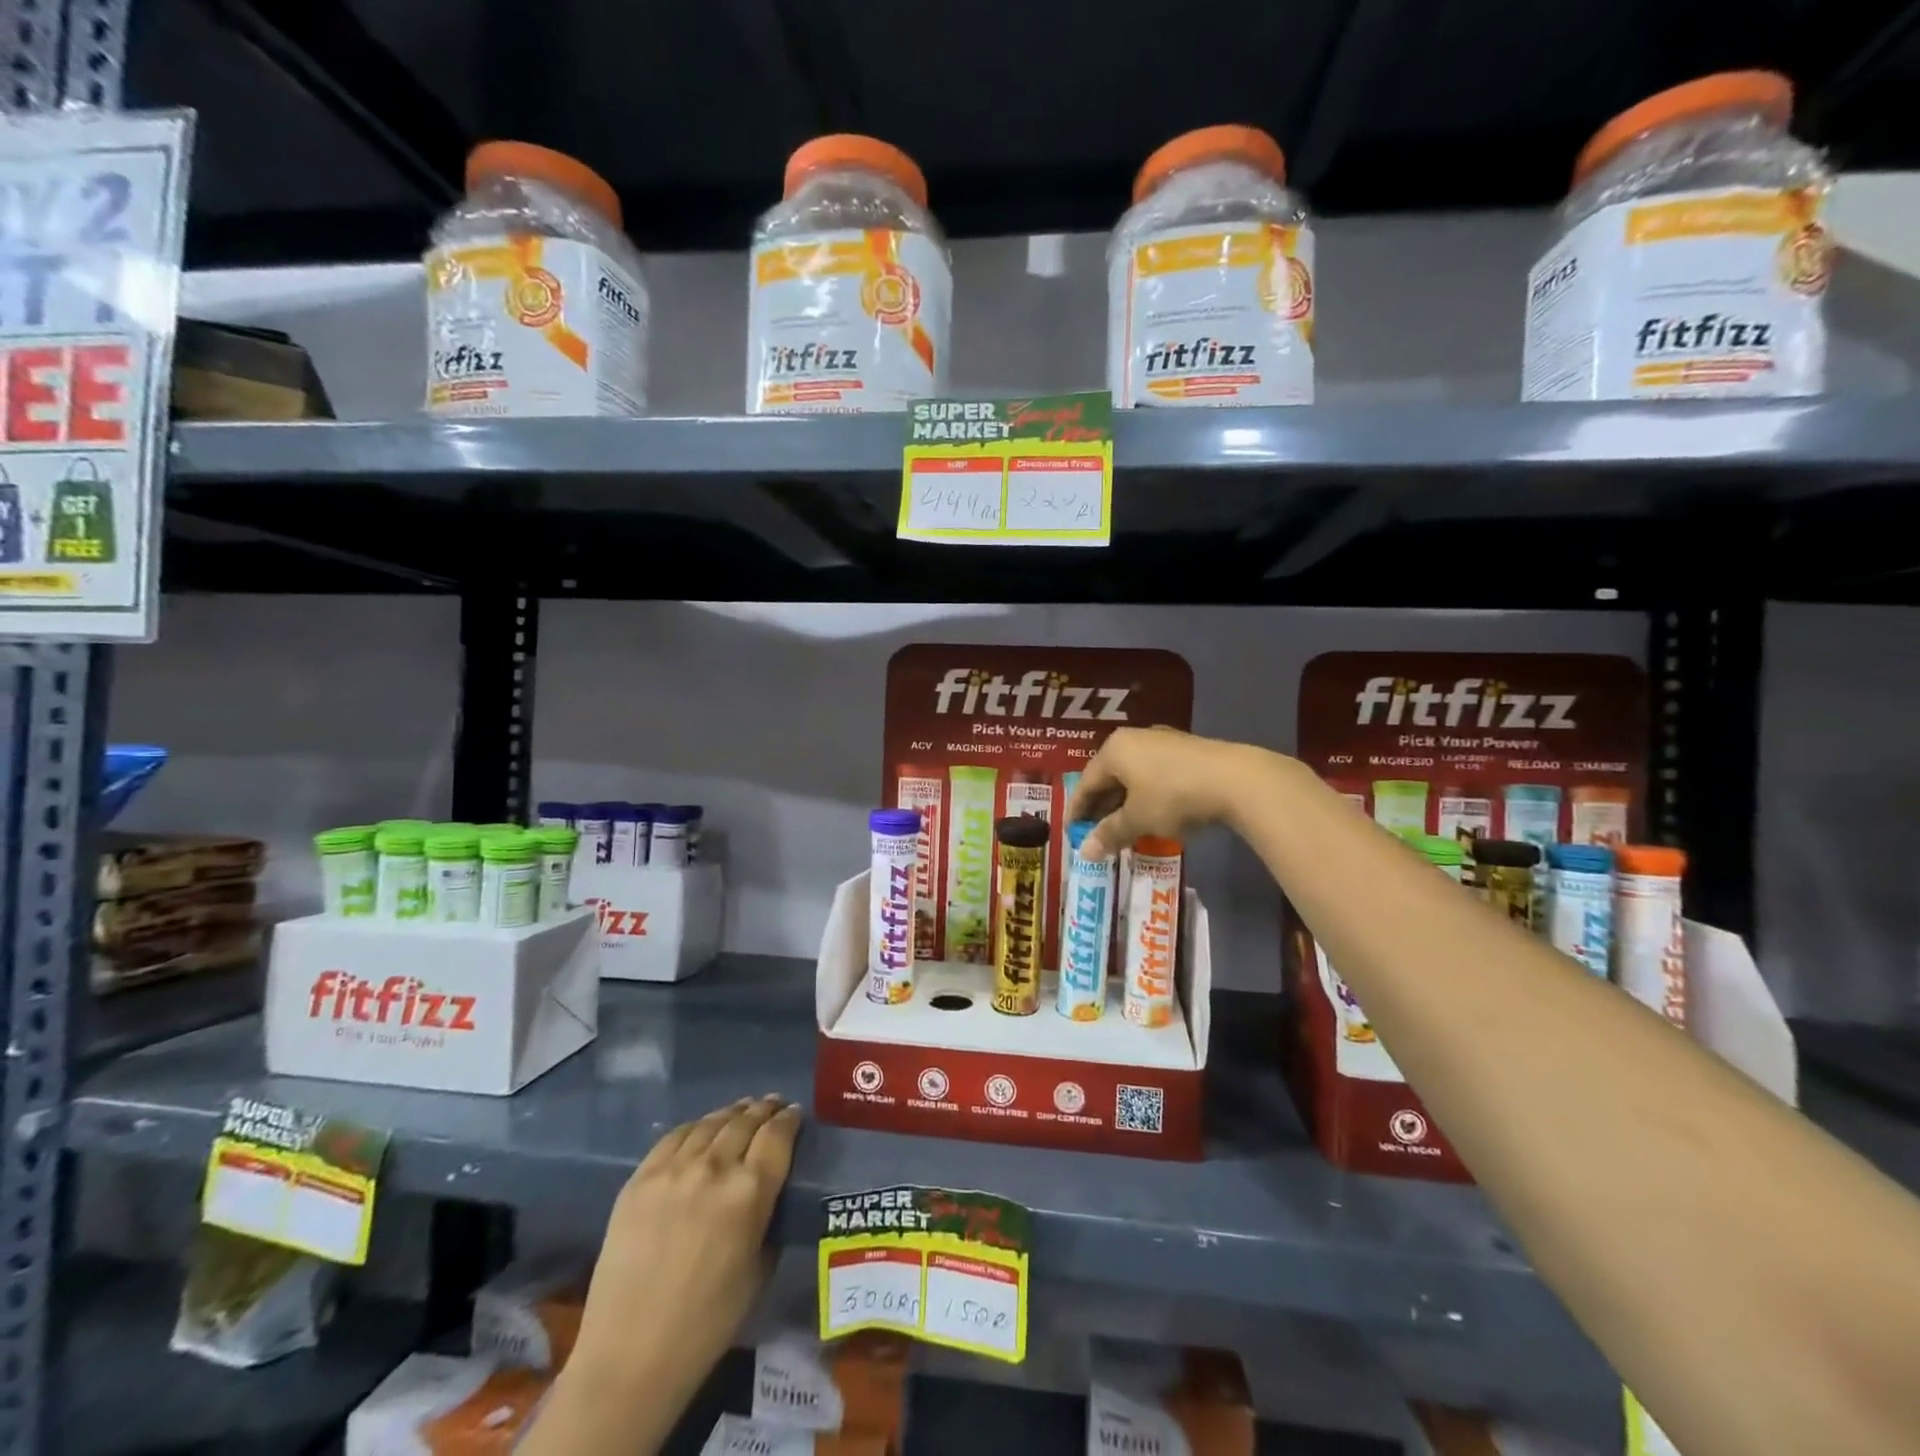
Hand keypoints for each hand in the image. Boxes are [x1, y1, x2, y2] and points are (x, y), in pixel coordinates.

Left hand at [554, 1097, 801, 1442]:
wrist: (631, 1355)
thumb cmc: (707, 1323)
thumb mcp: (759, 1270)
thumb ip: (768, 1219)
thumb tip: (770, 1192)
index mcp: (751, 1192)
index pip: (777, 1135)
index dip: (789, 1118)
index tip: (794, 1113)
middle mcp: (715, 1168)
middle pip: (745, 1120)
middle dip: (763, 1109)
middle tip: (772, 1104)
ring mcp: (674, 1169)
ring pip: (711, 1123)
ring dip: (732, 1112)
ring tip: (742, 1108)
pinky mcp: (641, 1178)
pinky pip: (674, 1137)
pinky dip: (695, 1127)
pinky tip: (701, 1128)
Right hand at [1065, 727, 1262, 859]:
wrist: (1236, 780)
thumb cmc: (1173, 796)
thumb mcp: (1137, 819)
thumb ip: (1109, 834)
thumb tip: (1084, 852)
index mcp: (1114, 750)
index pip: (1086, 783)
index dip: (1076, 810)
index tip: (1070, 833)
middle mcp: (1134, 739)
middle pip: (1109, 777)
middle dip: (1101, 807)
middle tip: (1096, 834)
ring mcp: (1163, 742)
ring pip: (1133, 776)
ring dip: (1125, 803)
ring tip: (1124, 829)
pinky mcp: (1187, 751)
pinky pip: (1155, 775)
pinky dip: (1146, 796)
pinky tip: (1152, 815)